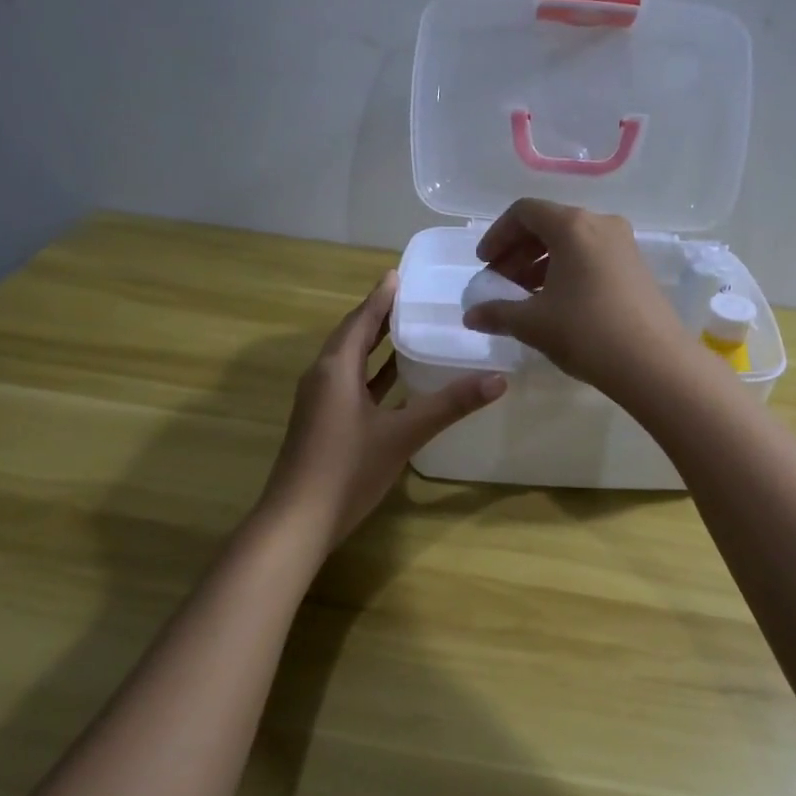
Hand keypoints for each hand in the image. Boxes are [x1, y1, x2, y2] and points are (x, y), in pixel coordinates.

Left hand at [261, 272, 505, 546]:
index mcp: (336, 368)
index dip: (381, 296)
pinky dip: (372, 374)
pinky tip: (394, 381)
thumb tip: (498, 379)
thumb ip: (450, 405)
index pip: (361, 319)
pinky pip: (349, 384)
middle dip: (379, 316)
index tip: (400, 274)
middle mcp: (322, 376)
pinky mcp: (321, 423)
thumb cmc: (348, 469)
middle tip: (411, 298)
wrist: (298, 521)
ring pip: (350, 361)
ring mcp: (319, 402)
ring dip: (375, 345)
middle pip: (352, 335)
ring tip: (408, 330)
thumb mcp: (403, 434)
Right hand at [460, 198, 689, 399]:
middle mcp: (600, 224)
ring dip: (542, 264)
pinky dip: (567, 271)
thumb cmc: (586, 332)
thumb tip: (471, 316)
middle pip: (549, 225)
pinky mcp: (637, 268)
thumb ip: (497, 313)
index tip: (484, 264)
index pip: (524, 212)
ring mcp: (624, 245)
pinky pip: (592, 257)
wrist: (654, 363)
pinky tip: (557, 304)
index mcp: (572, 225)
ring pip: (572, 243)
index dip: (497, 235)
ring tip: (525, 298)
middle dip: (518, 252)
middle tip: (501, 283)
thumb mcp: (533, 323)